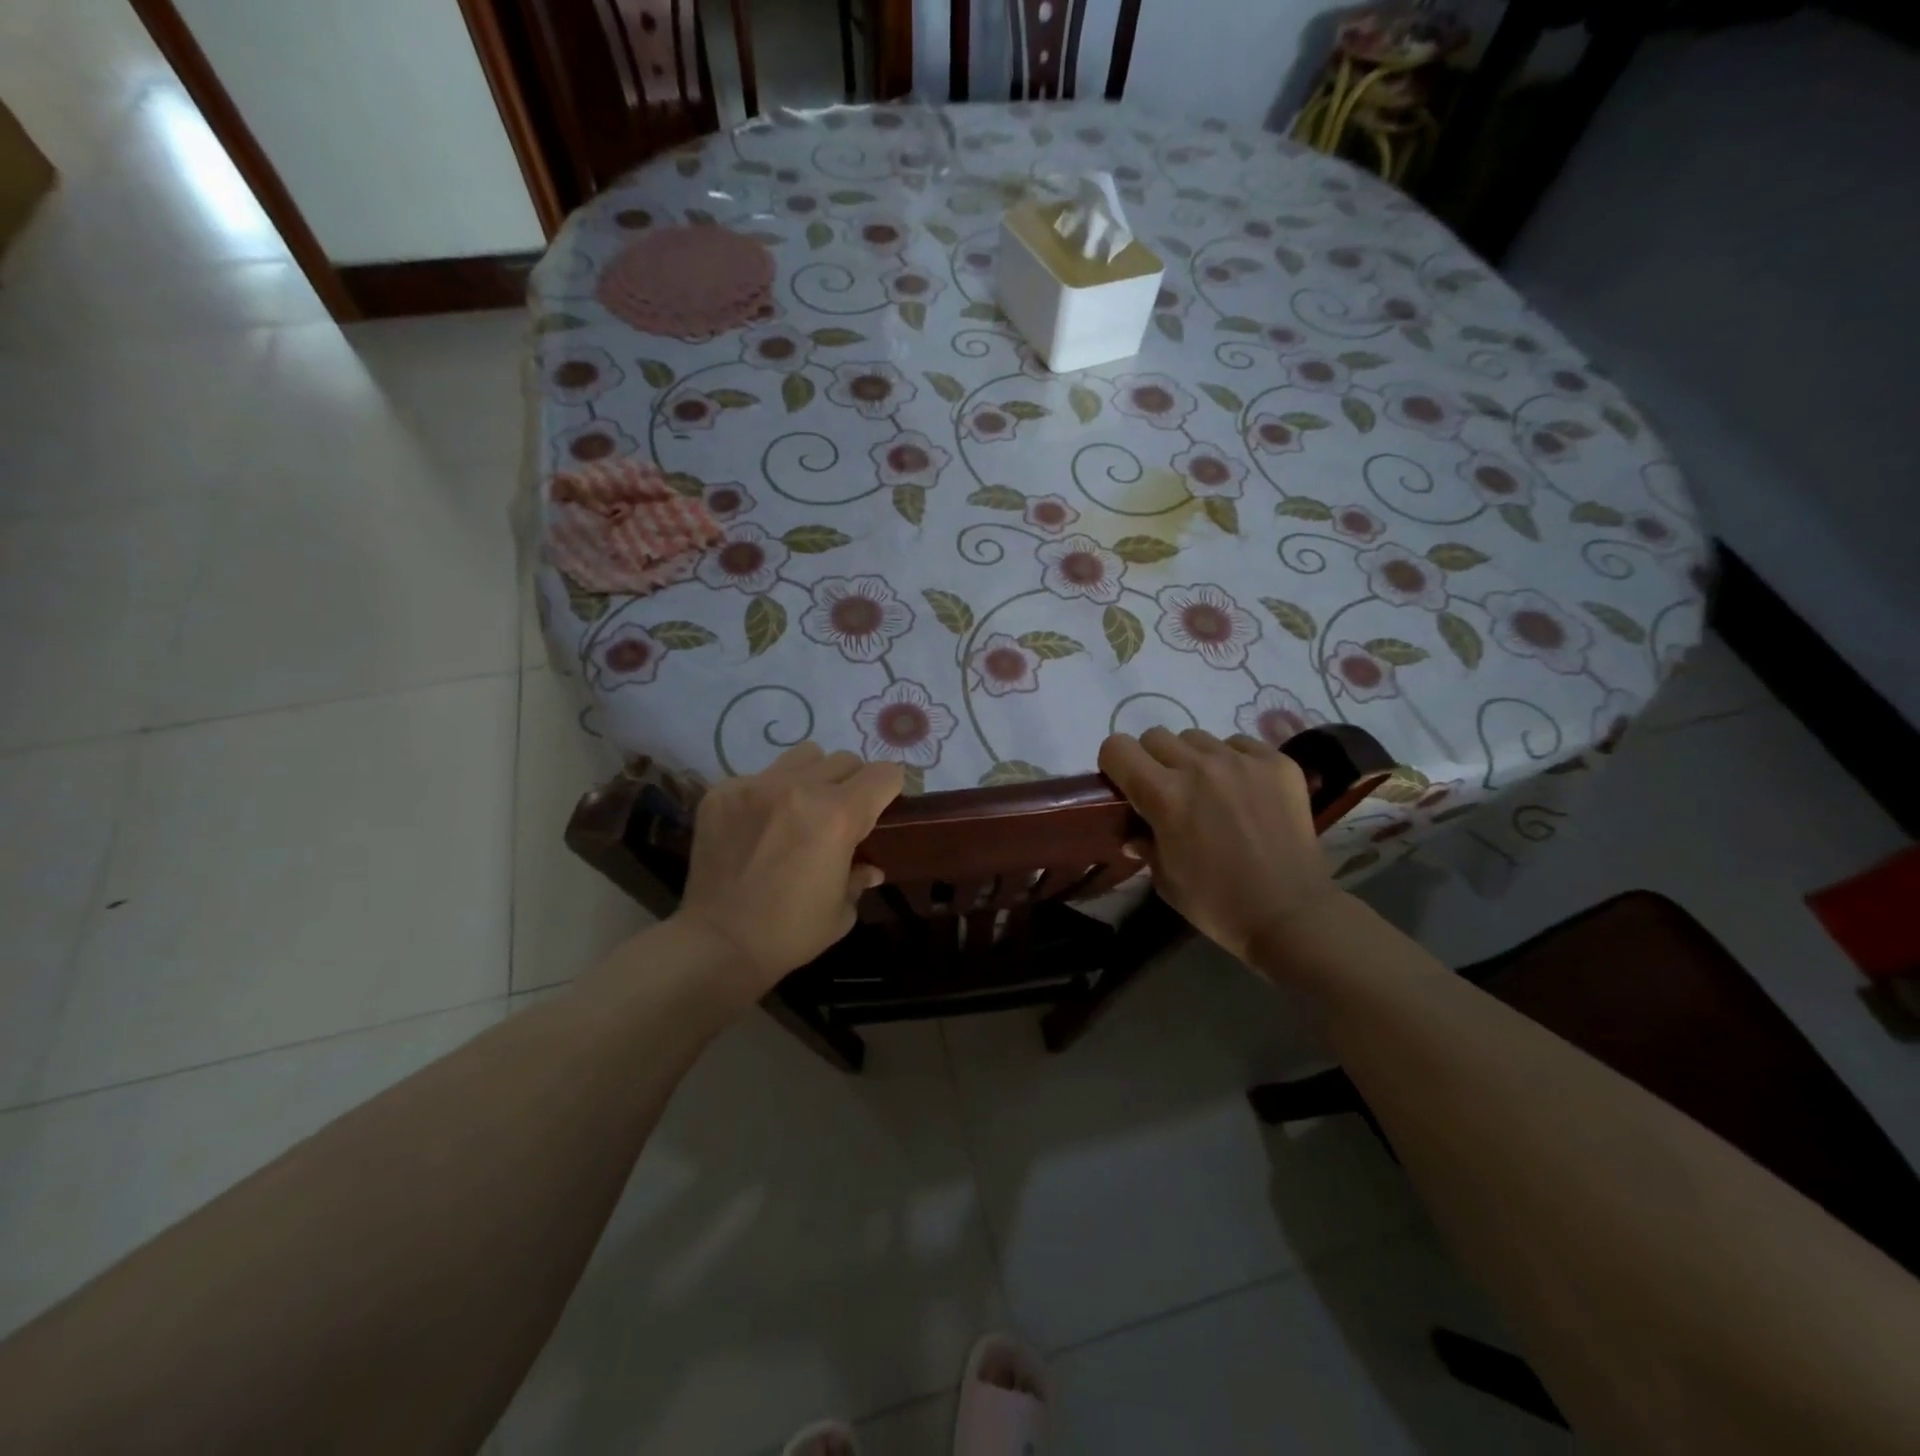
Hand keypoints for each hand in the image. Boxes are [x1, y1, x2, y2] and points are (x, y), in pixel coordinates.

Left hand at [672, 742, 902, 1002]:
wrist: (716, 944)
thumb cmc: (790, 933)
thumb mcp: (842, 911)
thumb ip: (859, 877)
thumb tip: (869, 868)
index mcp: (838, 816)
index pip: (884, 774)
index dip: (890, 790)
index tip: (882, 808)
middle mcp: (800, 788)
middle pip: (845, 760)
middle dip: (853, 784)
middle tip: (841, 815)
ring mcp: (756, 785)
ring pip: (803, 756)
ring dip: (813, 777)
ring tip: (800, 809)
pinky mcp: (722, 792)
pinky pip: (760, 776)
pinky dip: (769, 795)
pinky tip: (758, 826)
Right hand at [1098, 727, 1342, 969]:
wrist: (1291, 916)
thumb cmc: (1217, 904)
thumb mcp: (1164, 879)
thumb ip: (1144, 843)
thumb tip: (1135, 832)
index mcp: (1164, 795)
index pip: (1117, 747)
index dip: (1115, 765)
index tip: (1125, 785)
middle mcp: (1199, 767)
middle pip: (1156, 736)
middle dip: (1153, 761)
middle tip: (1168, 791)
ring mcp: (1243, 760)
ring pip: (1198, 737)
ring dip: (1194, 759)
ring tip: (1211, 791)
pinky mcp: (1278, 763)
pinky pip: (1241, 744)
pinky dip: (1234, 761)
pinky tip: (1245, 792)